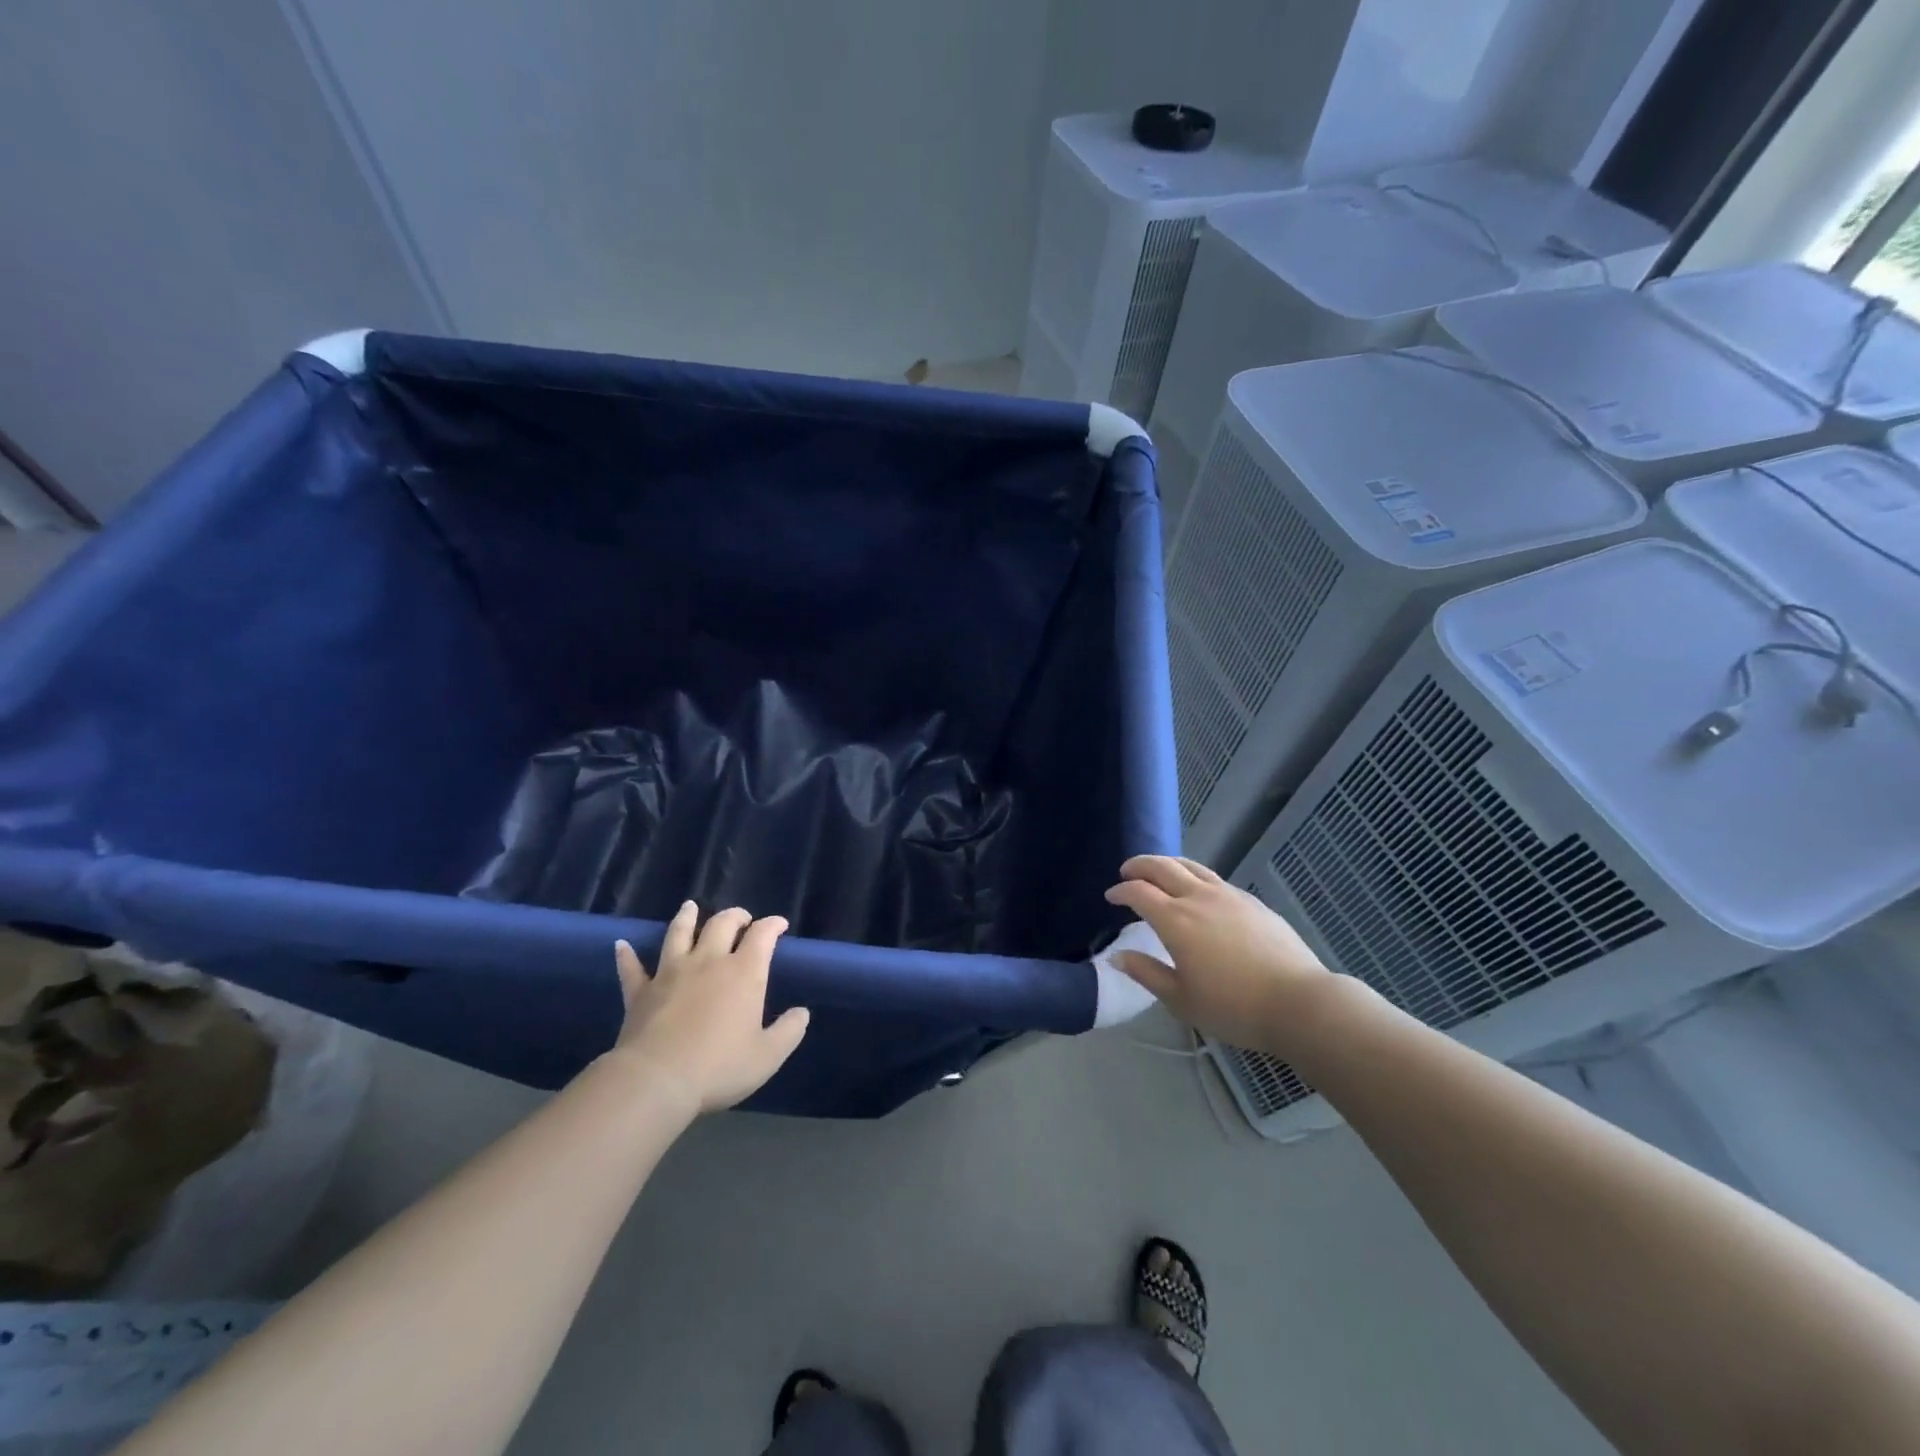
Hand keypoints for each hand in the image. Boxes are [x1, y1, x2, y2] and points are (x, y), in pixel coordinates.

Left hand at [611, 902, 809, 1112]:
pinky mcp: (640, 992)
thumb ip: (789, 1031)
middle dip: (735, 916)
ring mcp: (671, 973)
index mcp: (744, 973)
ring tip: (690, 907)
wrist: (656, 1080)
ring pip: (679, 934)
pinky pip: (632, 968)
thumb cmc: (719, 1067)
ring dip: (686, 918)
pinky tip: (622, 945)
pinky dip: (627, 955)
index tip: (779, 925)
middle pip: (722, 924)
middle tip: (742, 919)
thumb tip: (802, 1012)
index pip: (762, 935)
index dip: (773, 925)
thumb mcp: (768, 1055)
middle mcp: (708, 962)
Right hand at [1105, 856, 1334, 1048]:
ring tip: (1158, 872)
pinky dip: (1194, 876)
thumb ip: (1147, 973)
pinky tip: (1198, 891)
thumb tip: (1117, 956)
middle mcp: (1198, 898)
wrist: (1298, 1002)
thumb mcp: (1181, 1000)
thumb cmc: (1233, 1007)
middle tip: (1127, 872)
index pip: (1138, 892)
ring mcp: (1228, 895)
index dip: (1121, 891)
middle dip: (1139, 866)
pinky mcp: (1251, 901)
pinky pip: (1213, 878)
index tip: (1111, 897)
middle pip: (1162, 867)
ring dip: (1167, 864)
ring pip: (1190, 866)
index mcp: (1175, 920)